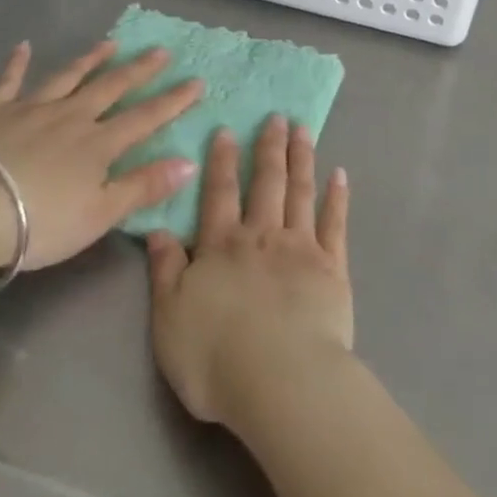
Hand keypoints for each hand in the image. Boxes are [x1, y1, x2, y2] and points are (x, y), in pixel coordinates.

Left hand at [0, 40, 202, 273]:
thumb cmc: (40, 221)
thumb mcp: (100, 213)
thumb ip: (144, 186)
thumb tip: (190, 162)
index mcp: (98, 144)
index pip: (145, 118)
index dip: (173, 101)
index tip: (196, 81)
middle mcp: (71, 117)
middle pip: (111, 87)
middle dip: (139, 70)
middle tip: (160, 51)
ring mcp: (32, 110)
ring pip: (68, 78)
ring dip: (91, 59)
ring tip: (110, 43)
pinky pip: (9, 83)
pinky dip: (17, 64)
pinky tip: (23, 46)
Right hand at [146, 117, 351, 429]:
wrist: (281, 380)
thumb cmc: (216, 356)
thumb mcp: (170, 318)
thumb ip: (165, 270)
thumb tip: (157, 230)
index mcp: (222, 245)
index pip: (219, 193)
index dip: (222, 160)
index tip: (227, 129)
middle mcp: (262, 235)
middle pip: (266, 181)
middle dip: (269, 146)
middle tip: (277, 116)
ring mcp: (301, 247)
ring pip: (300, 192)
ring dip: (302, 158)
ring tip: (303, 130)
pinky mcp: (332, 267)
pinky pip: (335, 223)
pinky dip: (337, 197)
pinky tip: (340, 175)